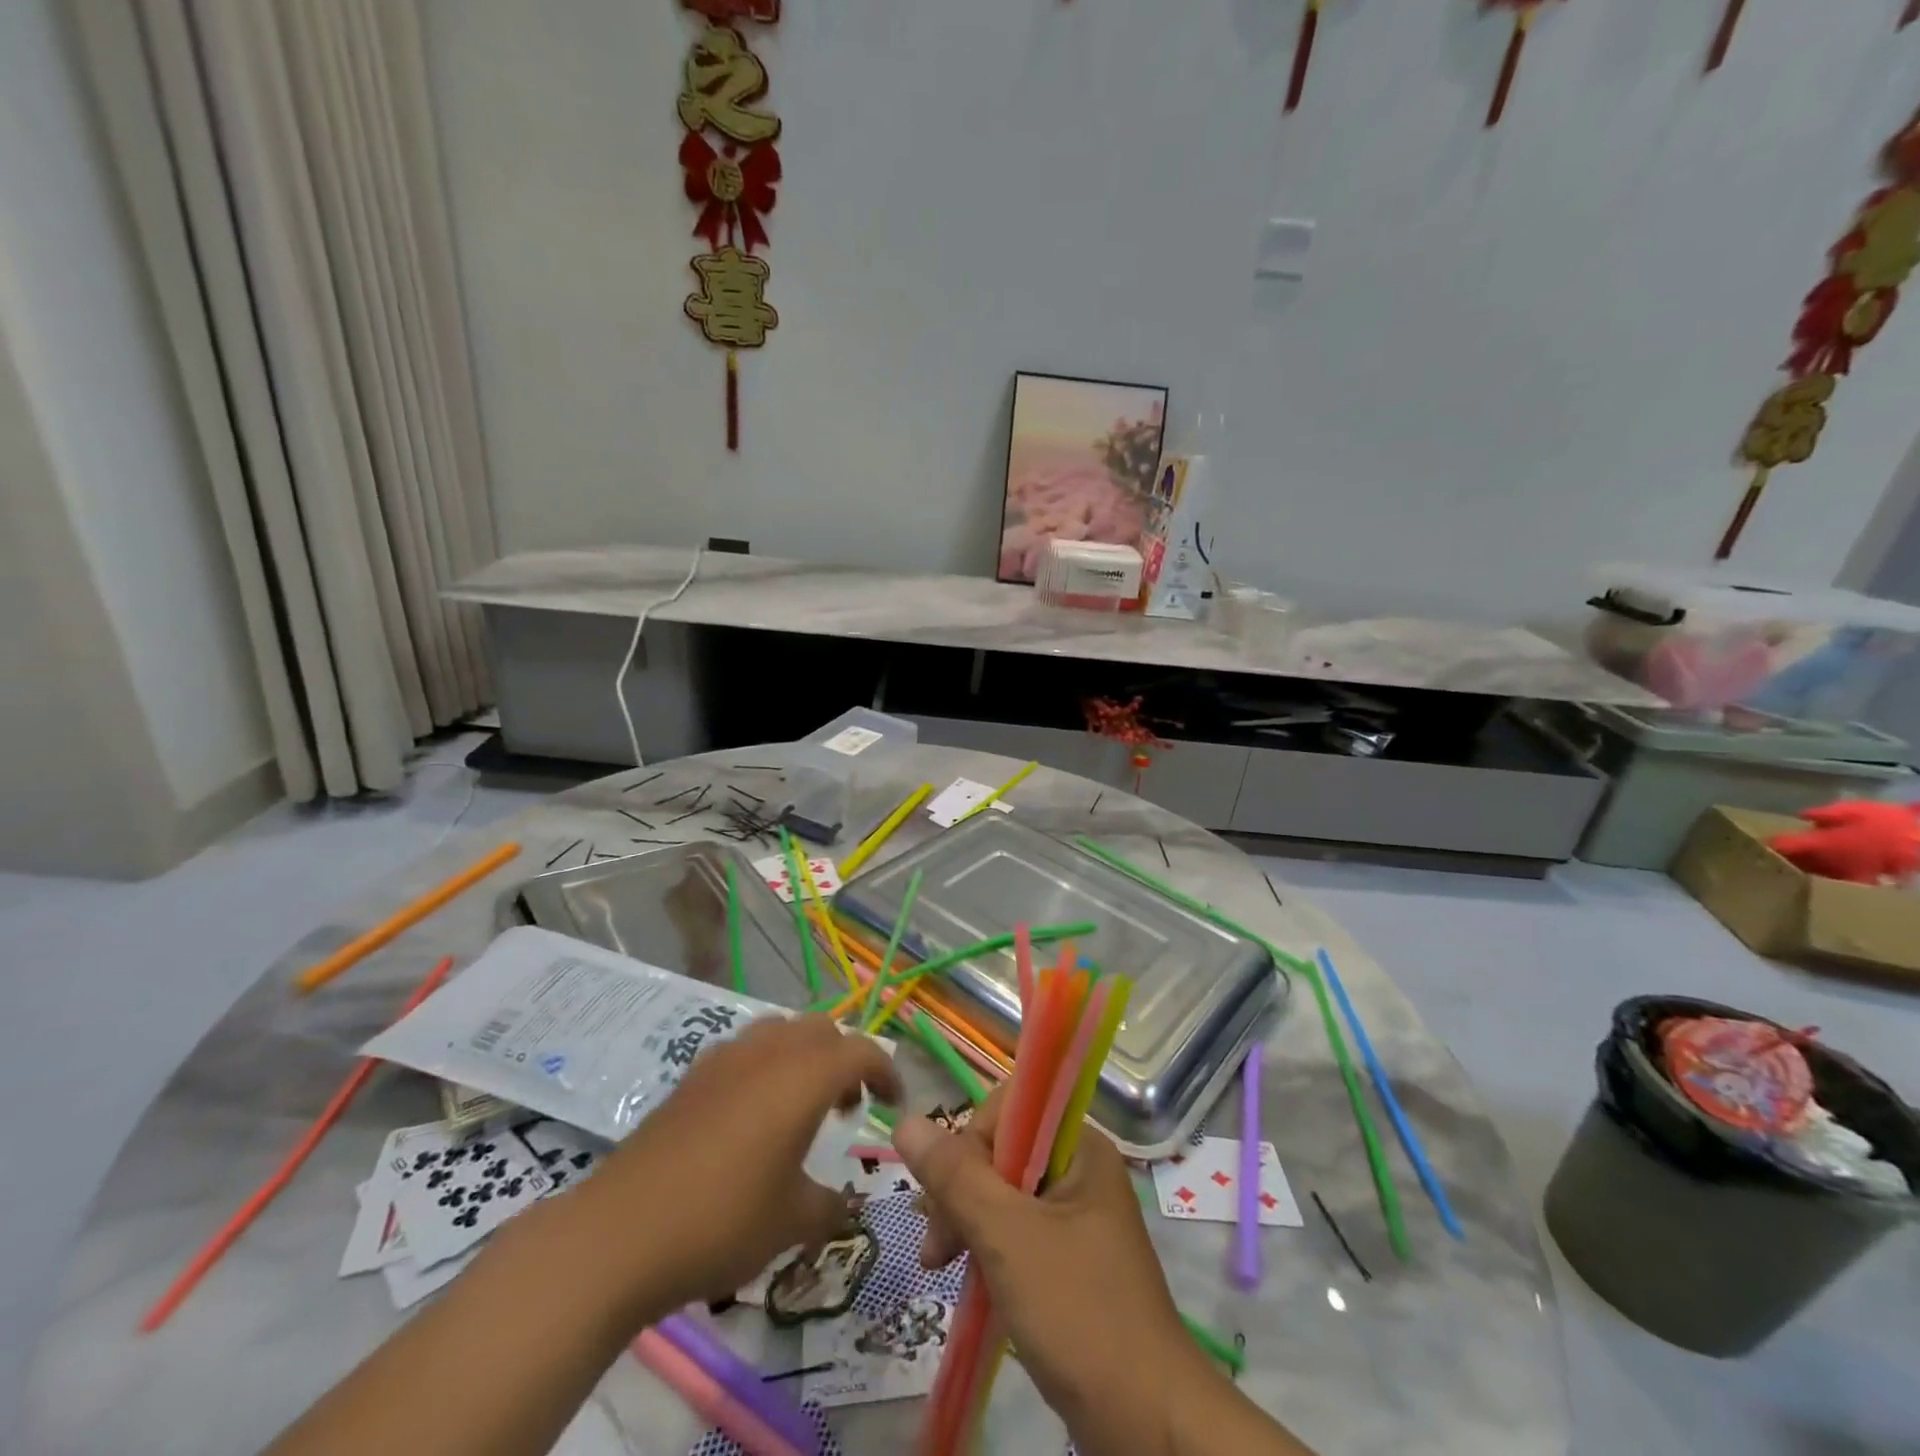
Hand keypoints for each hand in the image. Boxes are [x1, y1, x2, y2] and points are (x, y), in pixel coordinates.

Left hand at [582, 1014, 900, 1314]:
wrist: (619, 1233)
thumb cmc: (722, 1221)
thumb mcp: (792, 1222)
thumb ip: (830, 1207)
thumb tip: (845, 1206)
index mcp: (804, 1077)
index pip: (861, 1051)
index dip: (886, 1072)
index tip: (893, 1103)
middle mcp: (769, 1052)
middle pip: (821, 1029)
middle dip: (844, 1058)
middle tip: (847, 1106)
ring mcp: (725, 1058)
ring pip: (780, 1030)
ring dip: (803, 1055)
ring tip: (800, 1104)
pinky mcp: (692, 1076)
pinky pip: (745, 1050)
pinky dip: (765, 1065)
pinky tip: (751, 1115)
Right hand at [893, 1093, 1197, 1455]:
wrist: (1148, 1423)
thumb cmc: (1078, 1313)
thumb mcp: (1007, 1238)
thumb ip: (955, 1177)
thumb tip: (905, 1122)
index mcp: (1079, 1145)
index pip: (1008, 1109)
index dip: (970, 1143)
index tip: (948, 1198)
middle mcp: (1079, 1167)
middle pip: (1001, 1149)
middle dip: (960, 1190)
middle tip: (937, 1247)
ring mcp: (1076, 1213)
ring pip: (1003, 1191)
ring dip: (966, 1221)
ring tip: (939, 1265)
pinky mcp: (1070, 1254)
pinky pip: (1016, 1226)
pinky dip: (986, 1245)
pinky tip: (966, 1275)